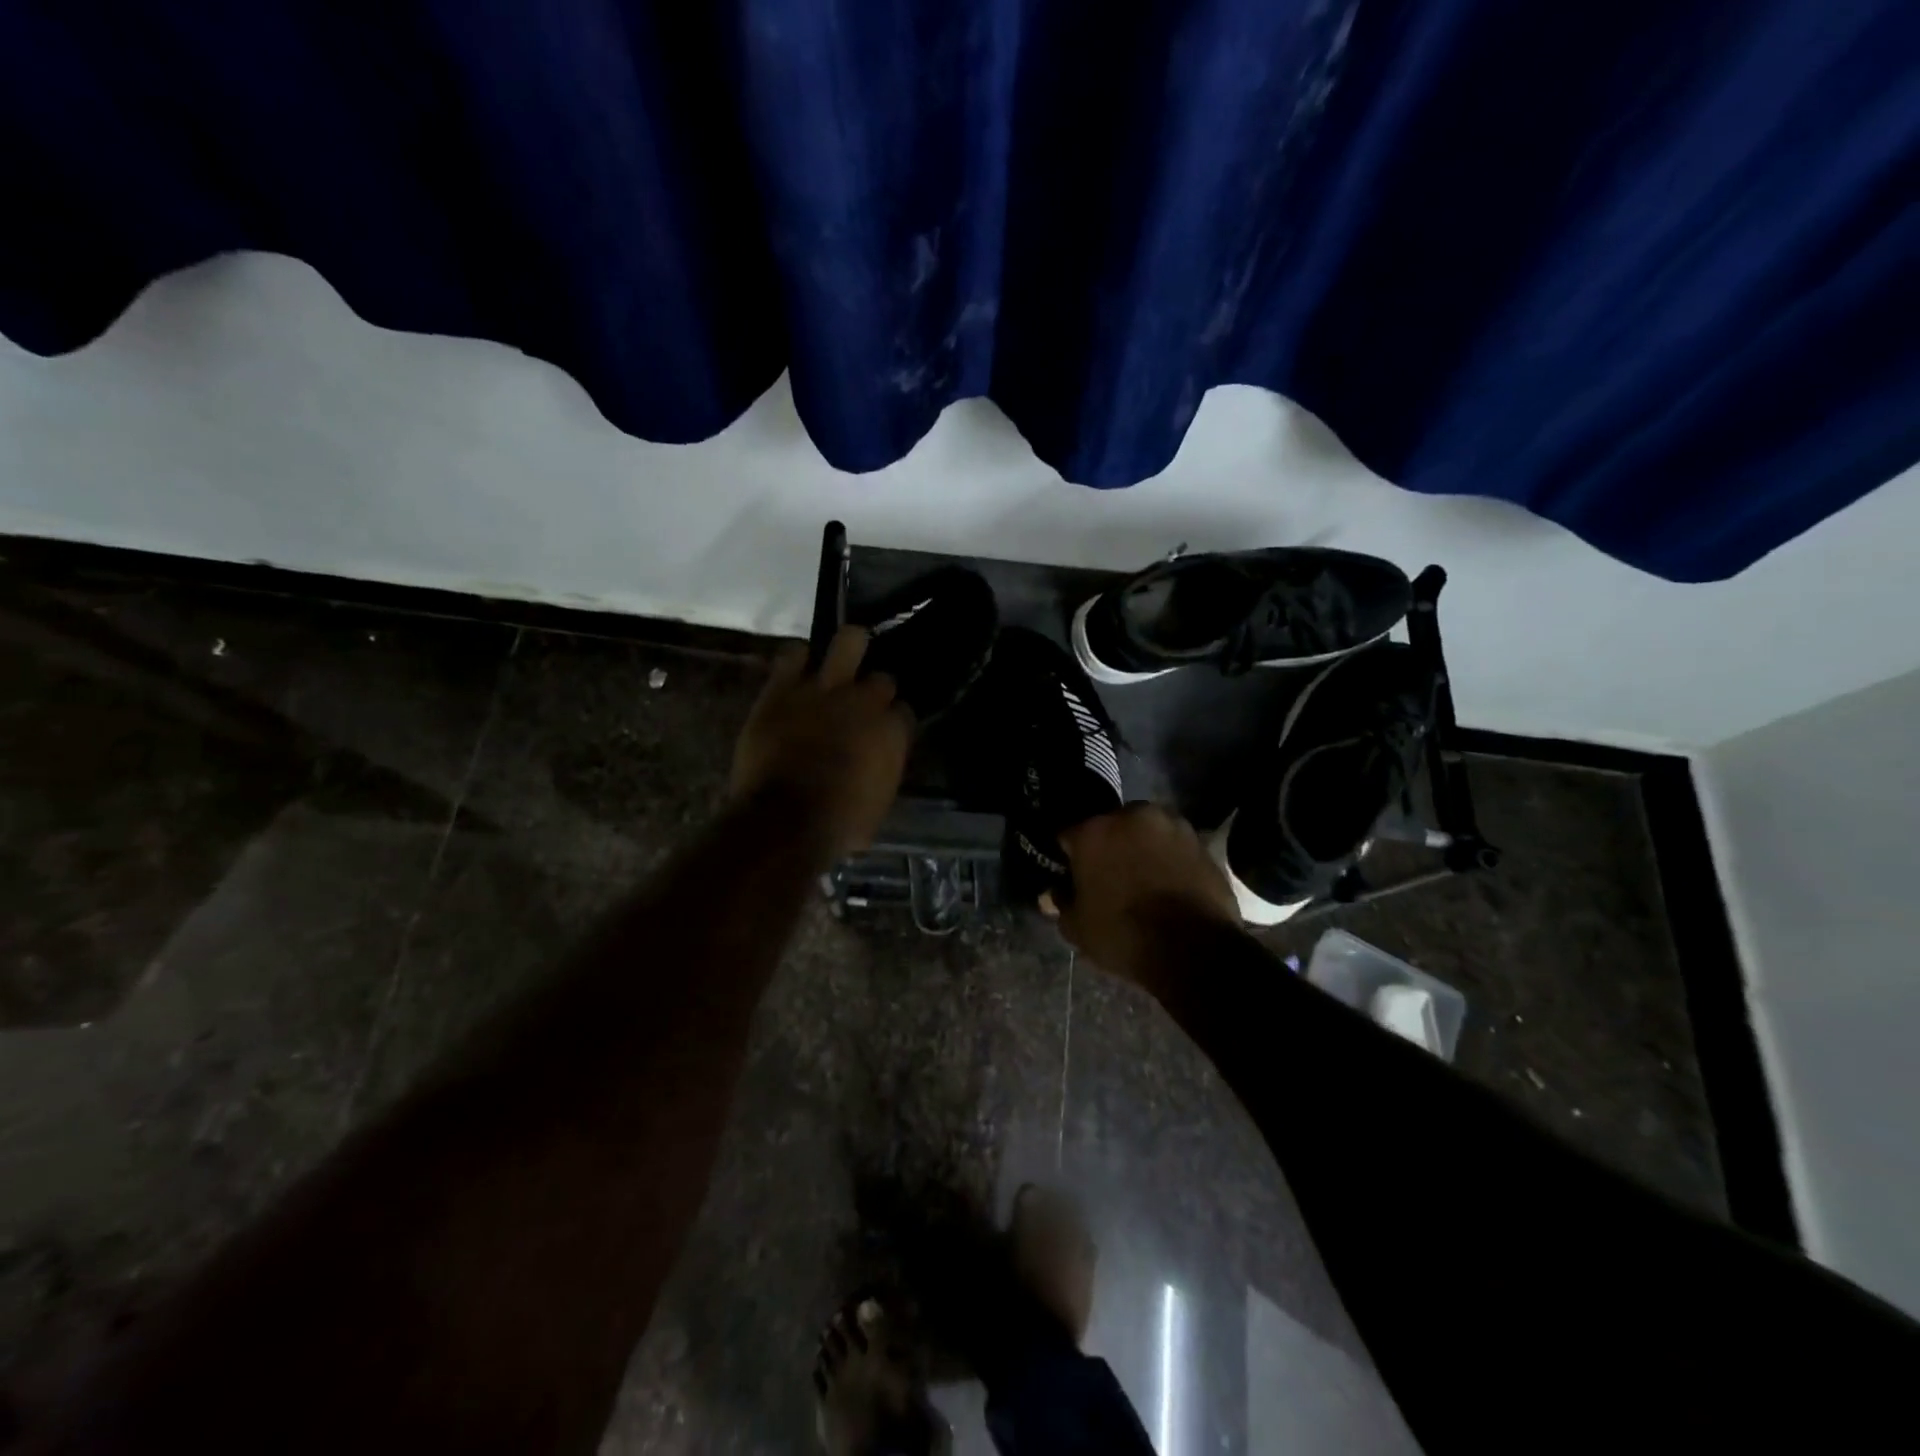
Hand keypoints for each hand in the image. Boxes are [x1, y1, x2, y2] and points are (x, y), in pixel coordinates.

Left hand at [730, 626, 912, 860]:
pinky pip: (794, 653)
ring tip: (842, 657)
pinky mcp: (783, 688)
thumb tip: (877, 767)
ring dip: (848, 648)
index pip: (903, 712)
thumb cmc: (839, 825)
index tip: (882, 732)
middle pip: (881, 679)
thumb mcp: (879, 806)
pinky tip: (797, 669)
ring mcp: (824, 689)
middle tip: (860, 703)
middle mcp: (865, 701)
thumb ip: (882, 773)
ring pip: (848, 642)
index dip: (892, 721)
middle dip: (874, 690)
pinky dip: (797, 659)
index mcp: (892, 732)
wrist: (786, 820)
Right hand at [1055, 804, 1240, 990]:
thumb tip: (1052, 894)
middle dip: (1107, 845)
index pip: (1068, 835)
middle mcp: (1131, 817)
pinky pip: (1173, 846)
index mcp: (1093, 831)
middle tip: (1108, 875)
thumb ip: (1062, 904)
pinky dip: (1168, 858)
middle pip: (1110, 826)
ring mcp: (1171, 825)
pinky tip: (1167, 883)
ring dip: (1140, 847)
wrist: (1194, 950)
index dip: (1068, 856)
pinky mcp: (1200, 842)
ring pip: (1145, 832)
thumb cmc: (1124, 935)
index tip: (1071, 875)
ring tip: (1142, 879)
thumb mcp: (1078, 928)